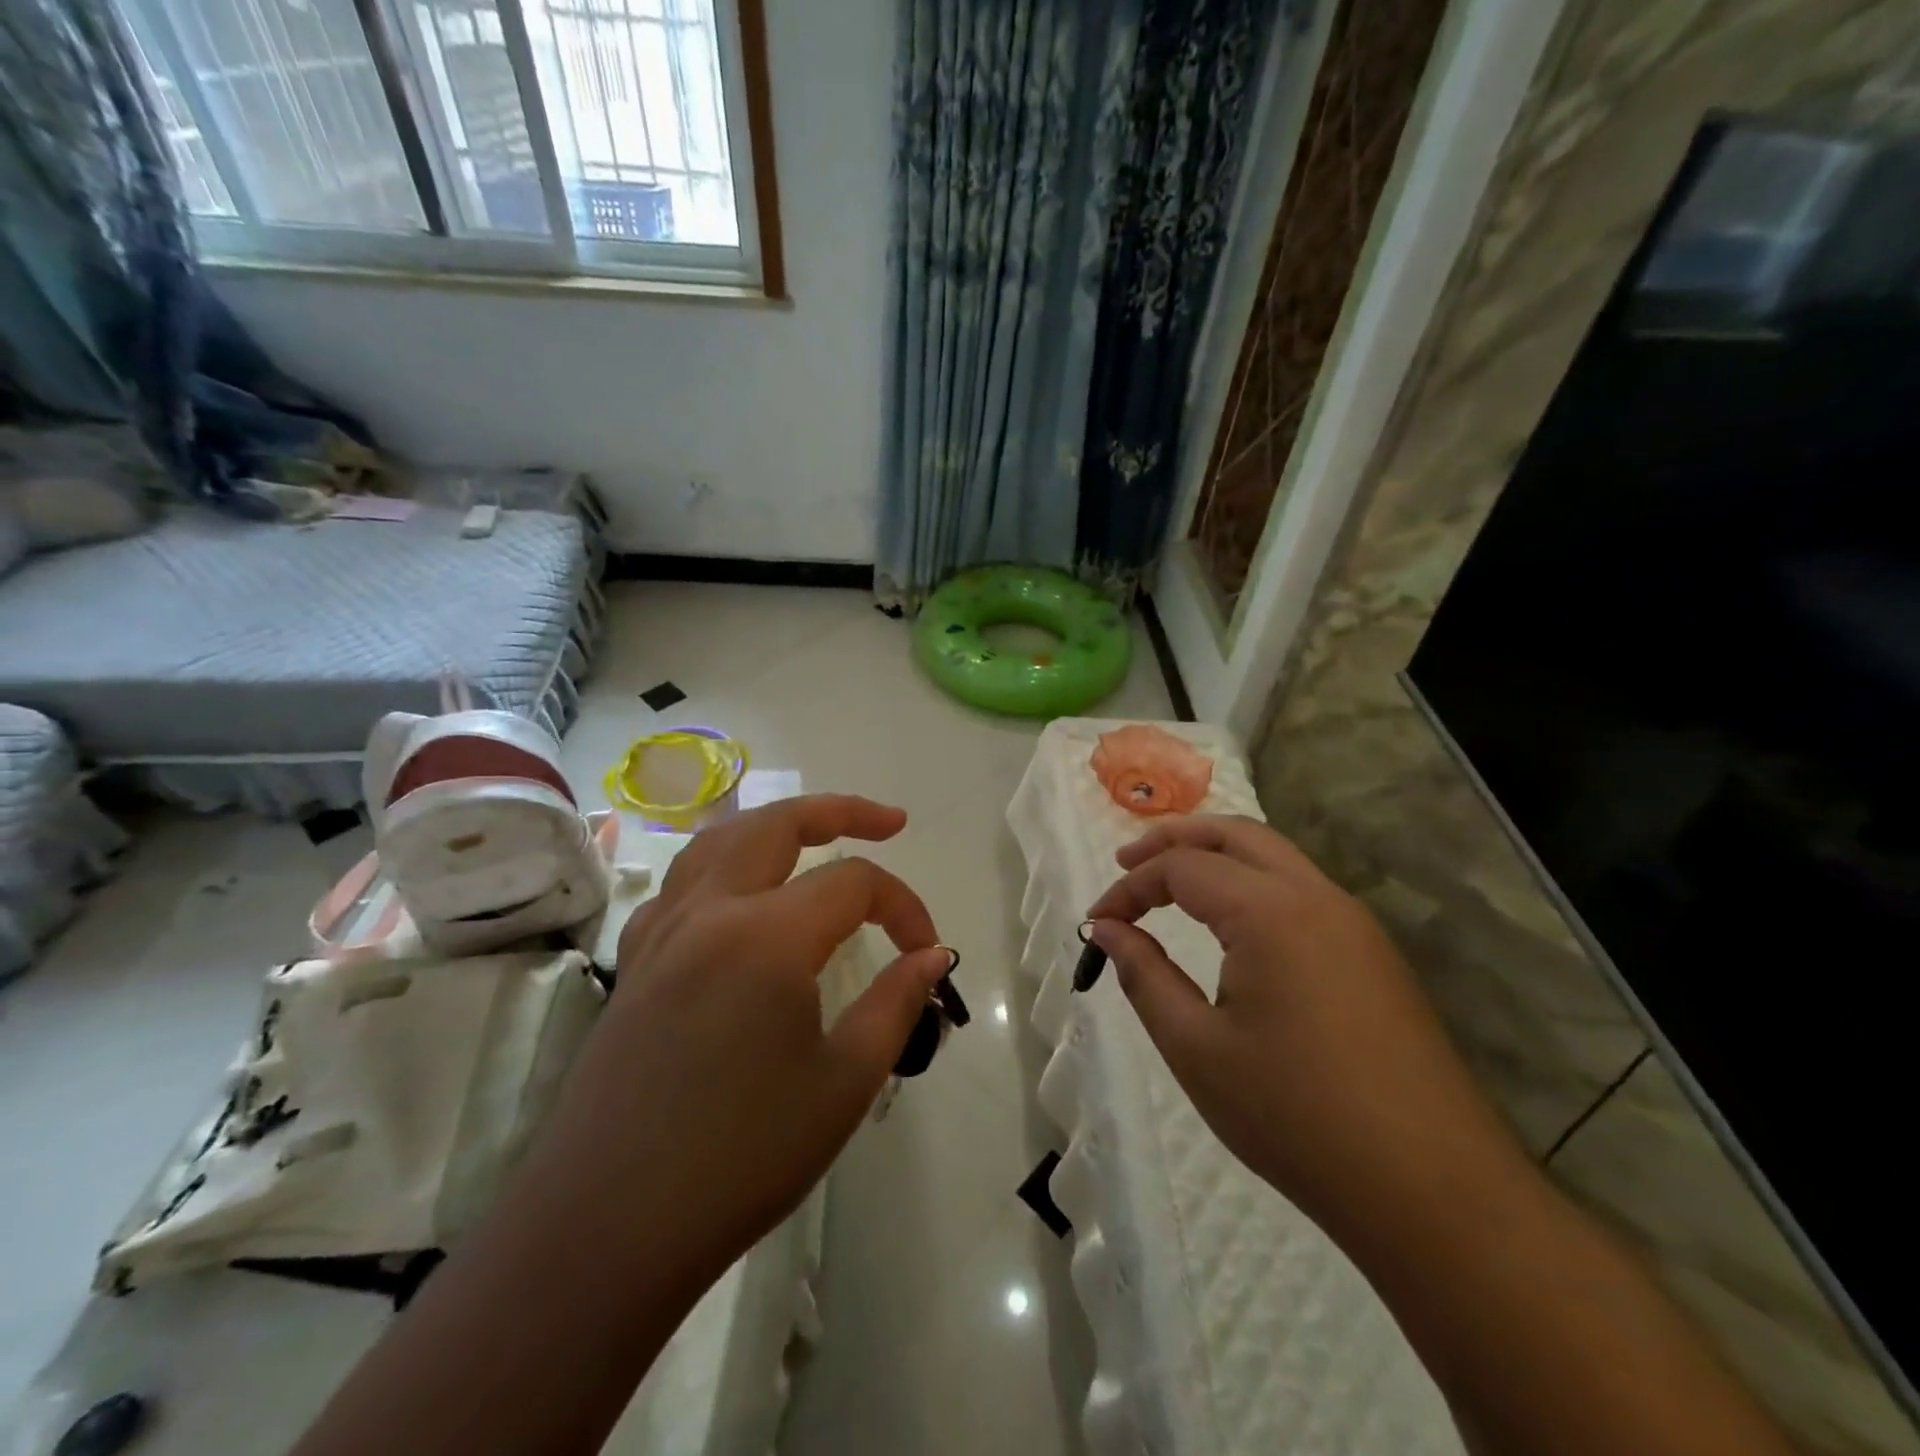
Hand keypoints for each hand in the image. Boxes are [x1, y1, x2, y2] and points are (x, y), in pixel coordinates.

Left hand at [540, 795, 954, 1282]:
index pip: (854, 883)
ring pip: (720, 841)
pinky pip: (680, 886)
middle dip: (840, 811)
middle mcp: (709, 911)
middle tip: (889, 822)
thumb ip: (896, 1002)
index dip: (903, 907)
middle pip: (779, 824)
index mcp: (767, 935)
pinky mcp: (634, 963)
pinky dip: (721, 868)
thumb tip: (932, 954)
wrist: (607, 1230)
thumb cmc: (741, 1158)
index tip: (927, 952)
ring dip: (774, 826)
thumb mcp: (845, 1082)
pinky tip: (736, 899)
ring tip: (813, 837)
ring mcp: (662, 932)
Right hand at [1084, 815, 1522, 1240]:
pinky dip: (1252, 883)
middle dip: (1174, 840)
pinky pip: (1301, 890)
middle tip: (1126, 861)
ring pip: (1274, 856)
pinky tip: (1231, 923)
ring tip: (1171, 883)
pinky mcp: (1373, 953)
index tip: (1096, 924)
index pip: (1182, 868)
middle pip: (1234, 834)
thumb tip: (1108, 930)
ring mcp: (1354, 923)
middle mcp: (1317, 897)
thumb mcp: (1196, 1048)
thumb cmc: (1296, 1117)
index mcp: (1270, 913)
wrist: (1433, 1192)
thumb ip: (1144, 975)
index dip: (1129, 887)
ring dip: (1216, 856)